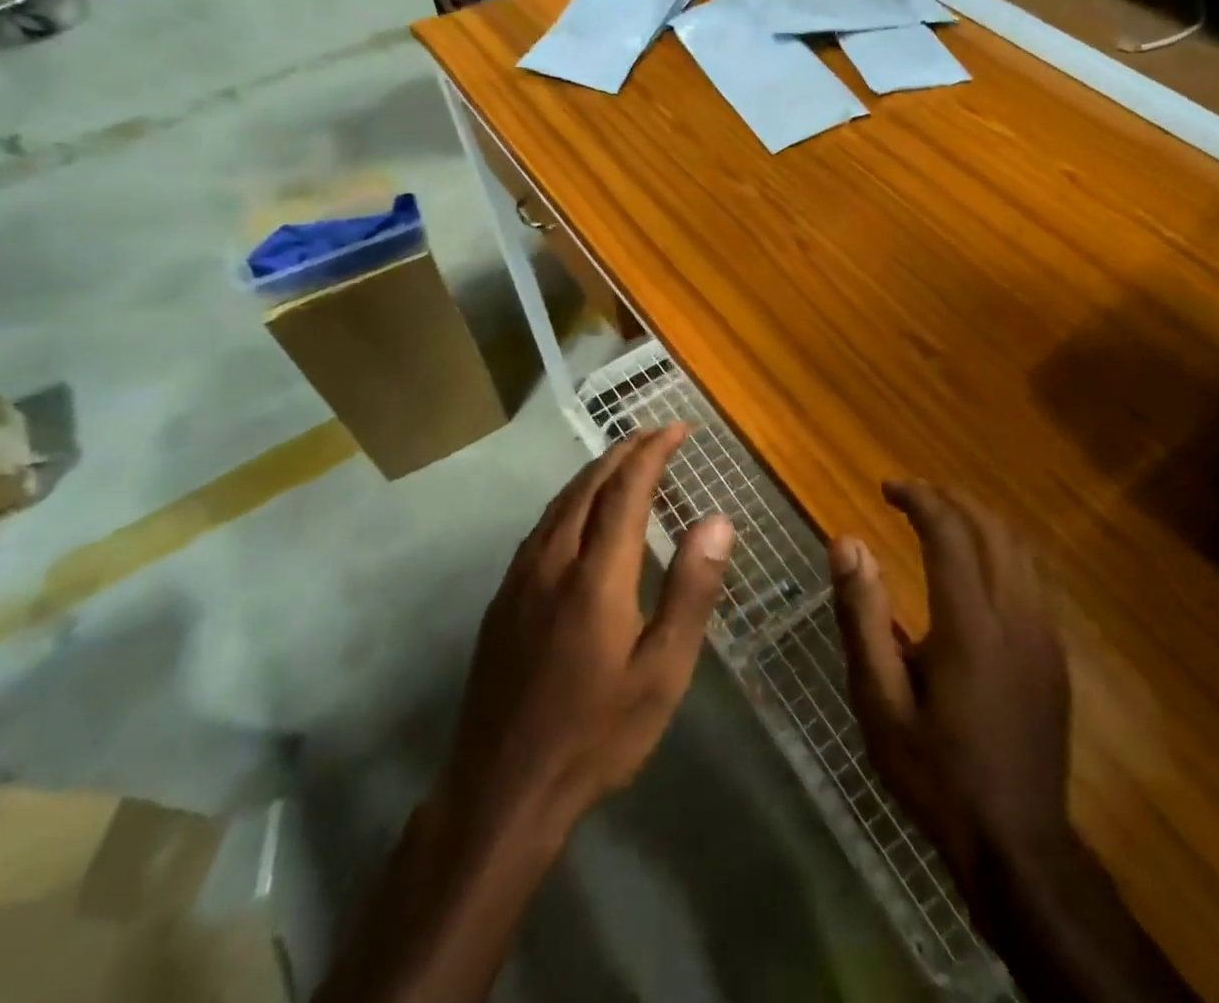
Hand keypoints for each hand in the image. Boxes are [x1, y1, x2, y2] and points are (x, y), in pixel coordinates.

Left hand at [316, 428, 732, 1002]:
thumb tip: (717, 521)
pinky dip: (571, 499)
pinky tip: (580, 510)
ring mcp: (521, 577)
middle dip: (625, 451)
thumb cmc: (596, 734)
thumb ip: (690, 591)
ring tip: (624, 459)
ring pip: (560, 501)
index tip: (677, 429)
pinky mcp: (503, 597)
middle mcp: (553, 560)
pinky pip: (542, 525)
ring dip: (596, 471)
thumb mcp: (662, 672)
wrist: (501, 789)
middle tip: (656, 434)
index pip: (627, 489)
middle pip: (589, 484)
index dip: (653, 452)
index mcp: (596, 574)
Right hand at [835, 484, 1196, 1002]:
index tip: (888, 488)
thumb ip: (862, 617)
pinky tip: (976, 562)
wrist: (1018, 844)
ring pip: (1019, 547)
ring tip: (940, 517)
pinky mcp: (1055, 652)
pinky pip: (1032, 575)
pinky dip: (1001, 547)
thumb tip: (847, 542)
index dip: (919, 499)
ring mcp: (1043, 633)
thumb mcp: (879, 701)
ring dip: (979, 518)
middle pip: (990, 528)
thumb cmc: (935, 773)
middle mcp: (1014, 615)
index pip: (949, 532)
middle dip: (950, 499)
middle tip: (911, 496)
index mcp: (969, 624)